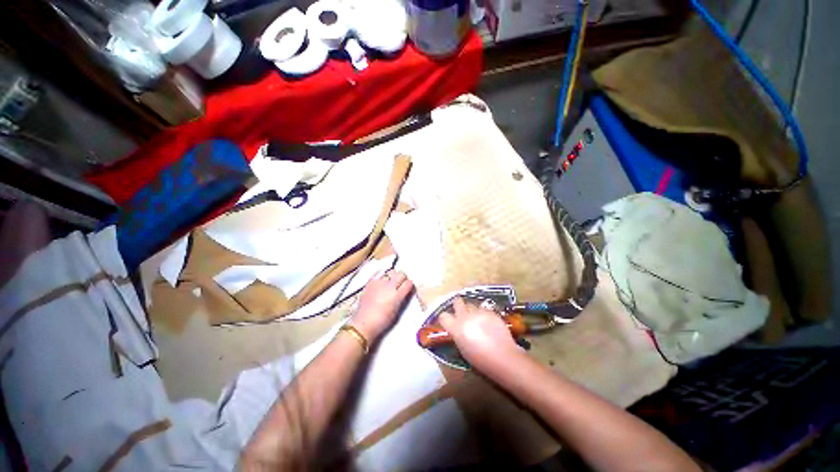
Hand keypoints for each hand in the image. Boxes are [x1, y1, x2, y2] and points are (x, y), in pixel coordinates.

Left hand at [352, 269, 413, 340]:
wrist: (364, 323)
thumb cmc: (381, 321)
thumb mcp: (396, 312)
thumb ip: (401, 299)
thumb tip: (404, 293)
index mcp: (397, 295)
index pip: (409, 283)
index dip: (410, 285)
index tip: (408, 287)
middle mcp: (389, 286)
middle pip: (401, 274)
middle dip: (403, 278)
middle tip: (401, 283)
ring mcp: (379, 283)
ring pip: (391, 271)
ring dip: (393, 276)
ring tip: (391, 281)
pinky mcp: (371, 282)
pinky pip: (379, 273)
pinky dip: (382, 274)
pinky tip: (382, 279)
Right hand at [438, 297, 521, 371]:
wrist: (503, 357)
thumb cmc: (481, 360)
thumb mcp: (463, 349)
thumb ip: (458, 335)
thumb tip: (457, 329)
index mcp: (456, 328)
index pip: (443, 316)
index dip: (445, 318)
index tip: (448, 321)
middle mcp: (465, 317)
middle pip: (457, 301)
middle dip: (458, 305)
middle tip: (462, 313)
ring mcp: (478, 312)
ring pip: (471, 304)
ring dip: (472, 310)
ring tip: (477, 319)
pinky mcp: (490, 312)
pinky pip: (483, 309)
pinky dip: (484, 314)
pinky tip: (489, 323)